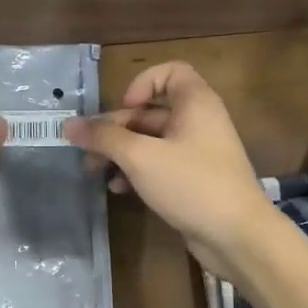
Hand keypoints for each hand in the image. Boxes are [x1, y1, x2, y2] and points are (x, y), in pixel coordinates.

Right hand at [66, 62, 277, 278]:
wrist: (237, 236)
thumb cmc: (191, 184)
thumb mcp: (140, 157)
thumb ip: (104, 138)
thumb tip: (69, 125)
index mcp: (195, 103)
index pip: (170, 72)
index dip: (142, 84)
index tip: (124, 109)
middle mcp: (199, 122)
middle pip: (151, 112)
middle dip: (116, 128)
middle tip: (88, 150)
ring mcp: (197, 153)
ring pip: (151, 141)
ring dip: (121, 152)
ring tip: (95, 171)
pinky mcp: (194, 180)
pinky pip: (160, 165)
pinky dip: (137, 171)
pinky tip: (119, 189)